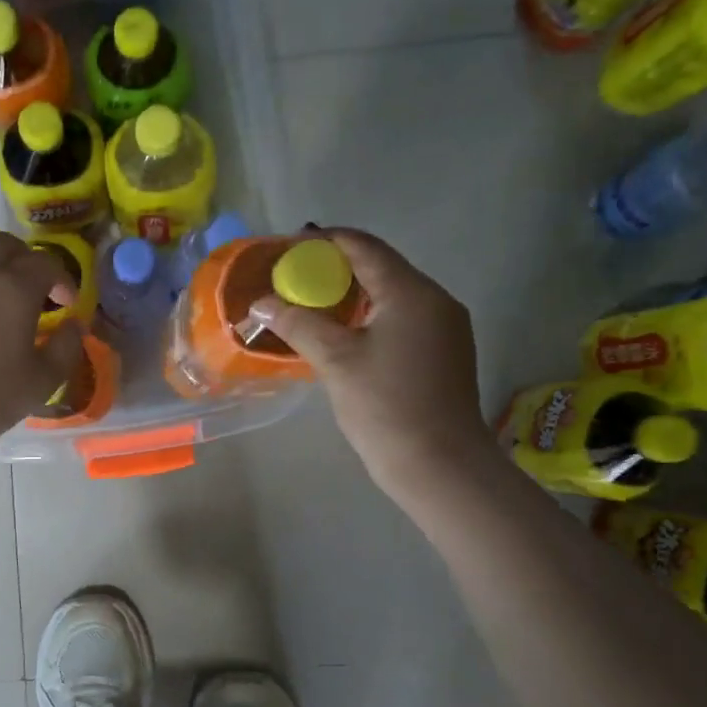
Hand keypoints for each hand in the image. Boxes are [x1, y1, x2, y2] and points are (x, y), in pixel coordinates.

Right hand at [251, 229, 494, 497]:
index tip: (289, 247)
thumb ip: (297, 323)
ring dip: (351, 294)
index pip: (365, 247)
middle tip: (294, 278)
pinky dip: (369, 316)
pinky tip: (342, 334)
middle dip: (335, 268)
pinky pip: (401, 318)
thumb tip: (261, 303)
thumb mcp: (335, 360)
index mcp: (412, 293)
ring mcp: (444, 328)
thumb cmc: (386, 406)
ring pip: (391, 295)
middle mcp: (435, 301)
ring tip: (310, 304)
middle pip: (380, 268)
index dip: (325, 241)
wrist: (440, 466)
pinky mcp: (443, 353)